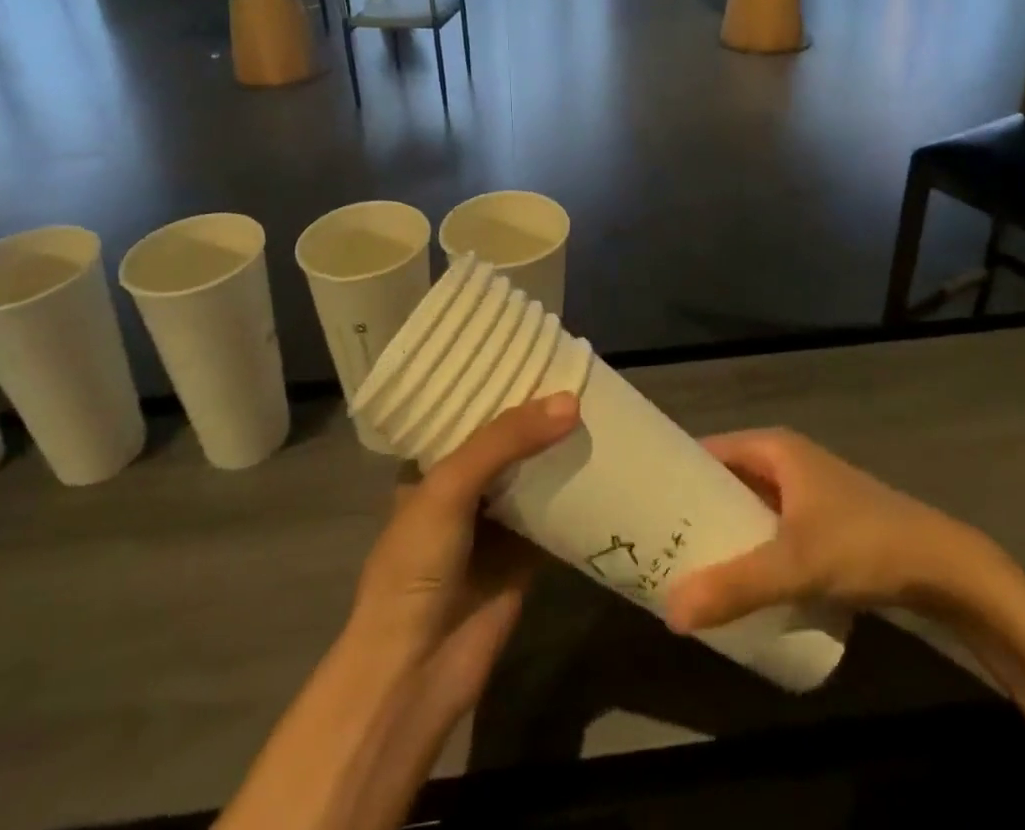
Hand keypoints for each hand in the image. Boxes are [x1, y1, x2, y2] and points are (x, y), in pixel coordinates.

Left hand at [346, 393, 579, 720]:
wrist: (415, 672)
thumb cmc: (415, 565)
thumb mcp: (449, 486)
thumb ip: (505, 440)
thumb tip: (570, 401)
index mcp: (431, 466)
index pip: (469, 412)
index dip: (500, 384)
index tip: (541, 354)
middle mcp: (462, 489)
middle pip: (508, 442)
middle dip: (539, 415)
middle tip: (584, 377)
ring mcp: (494, 523)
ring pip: (534, 475)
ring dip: (560, 450)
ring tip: (602, 408)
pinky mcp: (524, 556)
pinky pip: (557, 515)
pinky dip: (578, 495)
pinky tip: (609, 464)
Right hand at [663, 428, 1002, 632]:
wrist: (945, 568)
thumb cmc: (864, 544)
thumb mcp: (796, 565)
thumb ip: (736, 586)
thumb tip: (671, 612)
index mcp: (773, 448)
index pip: (707, 450)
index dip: (676, 473)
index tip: (643, 503)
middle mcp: (786, 460)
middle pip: (726, 480)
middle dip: (695, 510)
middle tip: (657, 544)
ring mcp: (806, 492)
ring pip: (749, 507)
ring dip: (723, 532)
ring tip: (685, 564)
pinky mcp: (822, 523)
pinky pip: (770, 529)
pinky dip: (751, 547)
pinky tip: (737, 580)